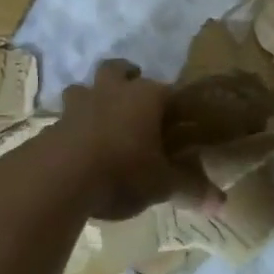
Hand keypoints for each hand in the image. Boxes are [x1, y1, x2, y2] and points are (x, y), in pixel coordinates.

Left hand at [51, 59, 216, 221]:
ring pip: (83, 88)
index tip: (178, 120)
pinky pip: (64, 120)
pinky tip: (76, 150)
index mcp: (146, 97)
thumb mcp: (162, 185)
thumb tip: (222, 205)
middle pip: (117, 69)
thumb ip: (191, 190)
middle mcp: (111, 92)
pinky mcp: (50, 126)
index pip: (168, 91)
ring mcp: (77, 106)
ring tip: (100, 120)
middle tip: (133, 98)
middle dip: (125, 77)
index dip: (174, 104)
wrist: (57, 179)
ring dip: (91, 99)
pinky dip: (71, 129)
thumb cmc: (121, 172)